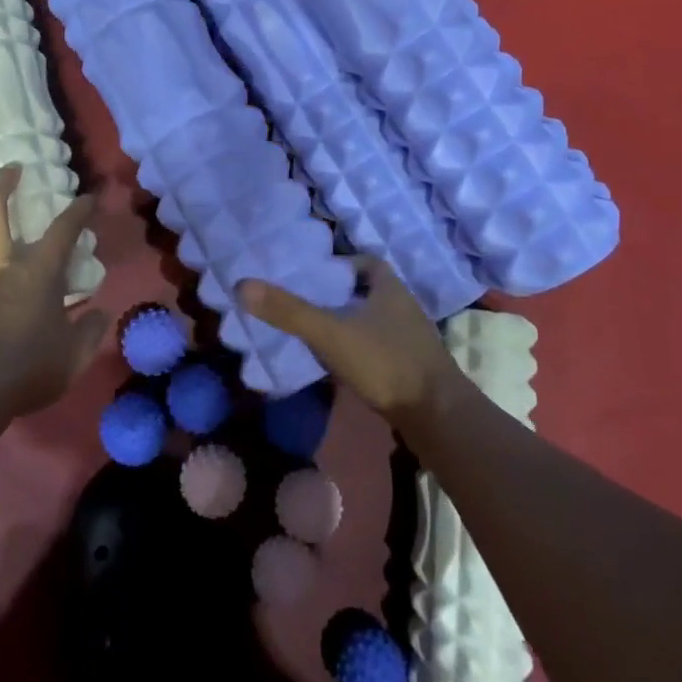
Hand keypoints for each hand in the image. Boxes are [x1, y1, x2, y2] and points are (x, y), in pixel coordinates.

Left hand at [0, 166, 109, 417]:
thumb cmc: (26, 368)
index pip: (64, 230)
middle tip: (12, 169)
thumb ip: (89, 332)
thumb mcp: (72, 358)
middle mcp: (1, 267)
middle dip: (2, 182)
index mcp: (38, 273)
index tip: (88, 197)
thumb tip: (100, 312)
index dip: (78, 211)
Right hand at [238, 258, 467, 432]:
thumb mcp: (330, 333)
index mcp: (390, 287)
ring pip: (374, 321)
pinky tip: (339, 365)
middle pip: (367, 291)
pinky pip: (380, 348)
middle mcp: (404, 307)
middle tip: (306, 302)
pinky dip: (359, 350)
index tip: (313, 276)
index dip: (340, 265)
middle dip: (340, 295)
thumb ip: (289, 311)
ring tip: (315, 332)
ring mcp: (412, 340)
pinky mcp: (413, 369)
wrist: (439, 419)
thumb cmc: (386, 363)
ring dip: (350, 323)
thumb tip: (242, 284)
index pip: (366, 262)